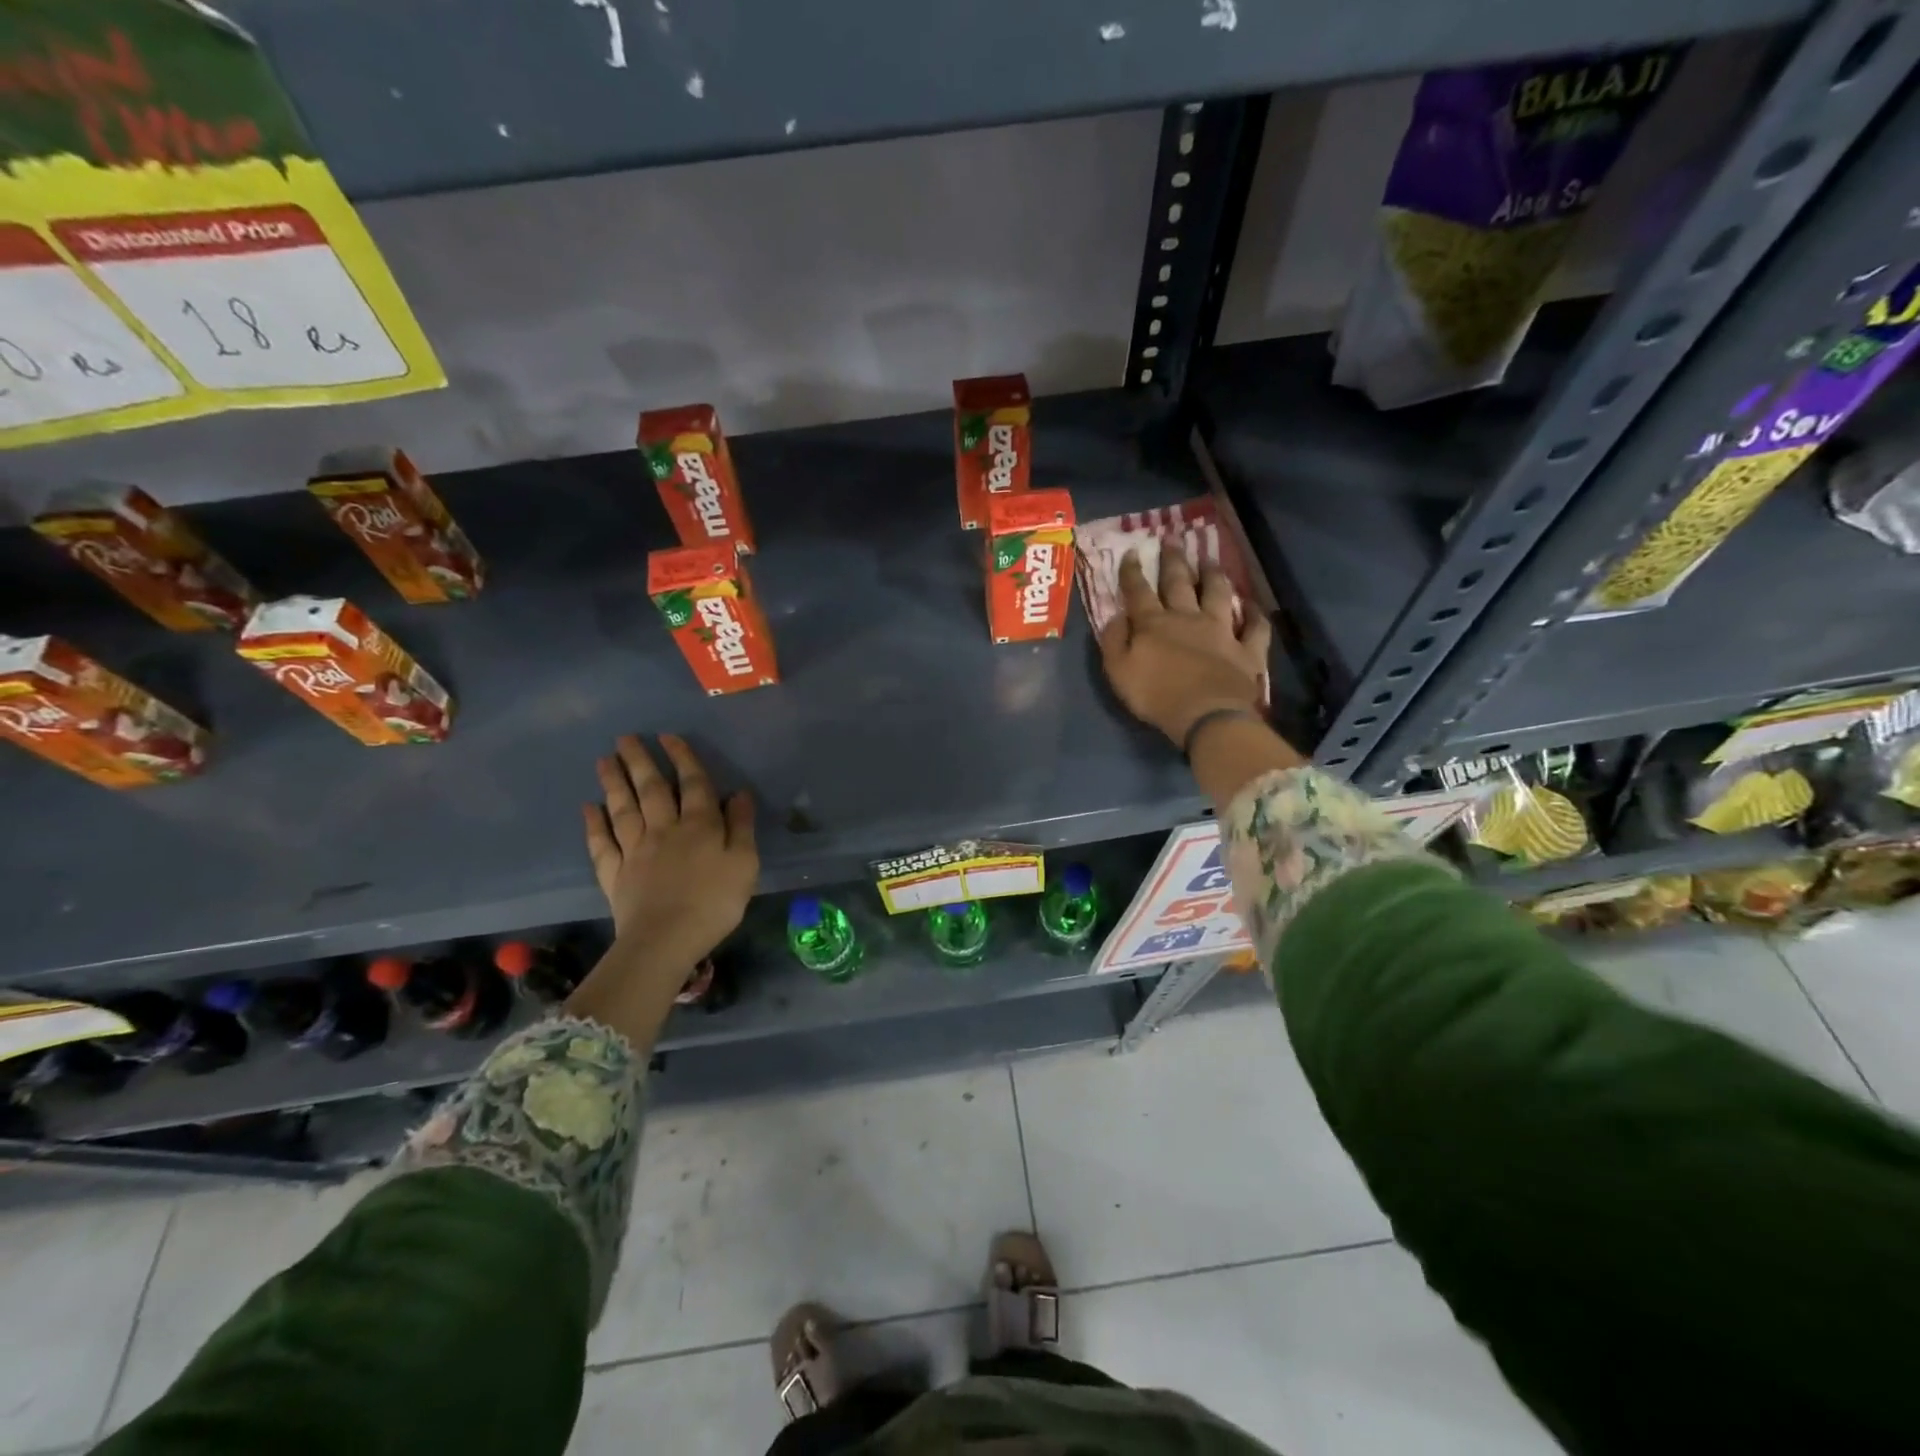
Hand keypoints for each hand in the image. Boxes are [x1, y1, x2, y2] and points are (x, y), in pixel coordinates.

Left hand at [583, 735, 757, 967]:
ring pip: (623, 809)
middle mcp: (664, 829)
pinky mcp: (615, 874)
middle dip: (639, 761)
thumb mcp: (744, 863)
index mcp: (699, 825)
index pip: (692, 784)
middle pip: (651, 789)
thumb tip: (738, 793)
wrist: (665, 940)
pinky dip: (594, 824)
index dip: (682, 758)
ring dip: (613, 783)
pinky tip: (589, 808)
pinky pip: (602, 844)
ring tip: (603, 760)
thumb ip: (741, 826)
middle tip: (624, 738)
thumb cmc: (714, 902)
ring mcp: (635, 851)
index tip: (667, 736)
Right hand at [1098, 549, 1271, 746]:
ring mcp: (1221, 630)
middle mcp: (1187, 618)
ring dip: (1213, 575)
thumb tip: (1114, 616)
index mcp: (1153, 624)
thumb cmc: (1156, 696)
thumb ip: (1114, 641)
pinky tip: (1254, 605)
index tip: (1131, 552)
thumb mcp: (1118, 671)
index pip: (1139, 591)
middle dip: (1174, 560)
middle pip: (1179, 582)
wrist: (1206, 714)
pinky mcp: (1247, 649)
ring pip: (1217, 594)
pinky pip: (1255, 627)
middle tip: (1172, 540)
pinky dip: (1255, 614)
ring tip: (1210, 560)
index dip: (1132, 571)